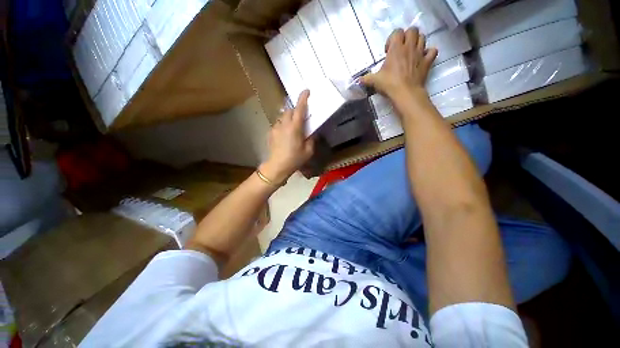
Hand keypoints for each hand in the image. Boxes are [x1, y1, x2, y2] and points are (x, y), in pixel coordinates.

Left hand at [259, 90, 314, 184]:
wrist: (277, 166)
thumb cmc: (294, 159)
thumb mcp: (308, 151)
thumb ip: (311, 139)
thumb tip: (312, 133)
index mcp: (295, 127)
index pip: (299, 109)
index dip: (303, 98)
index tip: (306, 91)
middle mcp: (284, 124)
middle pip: (289, 110)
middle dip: (296, 110)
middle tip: (301, 117)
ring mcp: (276, 128)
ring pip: (283, 117)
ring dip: (289, 118)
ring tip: (293, 127)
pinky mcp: (271, 132)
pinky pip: (278, 124)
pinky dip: (283, 125)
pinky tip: (285, 135)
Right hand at [361, 27, 437, 100]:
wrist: (405, 93)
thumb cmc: (389, 84)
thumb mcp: (374, 81)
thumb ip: (366, 79)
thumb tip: (358, 80)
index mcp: (396, 48)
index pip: (397, 32)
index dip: (392, 39)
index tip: (388, 51)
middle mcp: (409, 47)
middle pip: (412, 30)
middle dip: (407, 36)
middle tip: (401, 48)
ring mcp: (420, 53)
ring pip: (423, 37)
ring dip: (417, 42)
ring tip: (411, 52)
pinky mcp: (427, 62)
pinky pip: (433, 51)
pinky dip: (429, 52)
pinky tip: (423, 57)